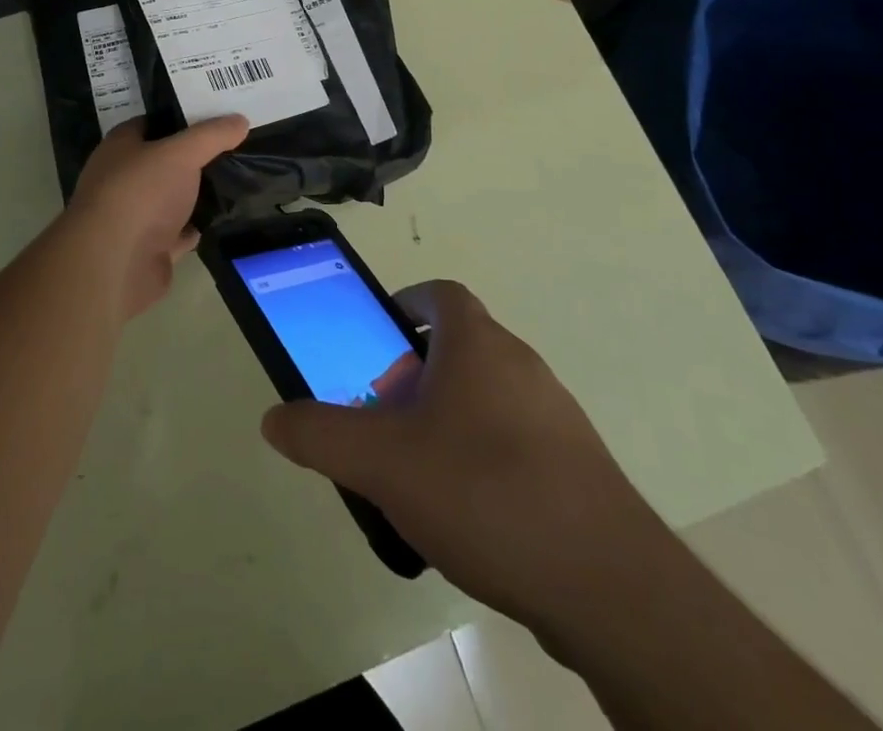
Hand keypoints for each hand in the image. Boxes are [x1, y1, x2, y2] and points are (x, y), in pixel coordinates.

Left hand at [62, 116, 248, 318]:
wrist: (116, 264)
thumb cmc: (141, 194)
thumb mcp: (181, 153)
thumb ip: (211, 135)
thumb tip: (240, 120)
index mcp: (120, 147)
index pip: (152, 122)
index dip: (182, 117)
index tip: (216, 113)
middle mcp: (123, 178)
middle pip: (163, 160)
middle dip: (194, 155)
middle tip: (234, 145)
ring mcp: (134, 215)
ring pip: (172, 197)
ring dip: (197, 193)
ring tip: (235, 178)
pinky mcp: (148, 248)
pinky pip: (178, 231)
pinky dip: (196, 226)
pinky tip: (222, 217)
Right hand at [259, 280, 664, 638]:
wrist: (608, 586)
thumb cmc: (484, 492)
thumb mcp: (382, 463)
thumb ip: (321, 436)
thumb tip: (273, 418)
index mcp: (478, 344)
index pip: (441, 295)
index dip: (406, 306)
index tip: (379, 340)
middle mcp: (521, 365)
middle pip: (460, 348)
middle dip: (416, 373)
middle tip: (385, 418)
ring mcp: (556, 416)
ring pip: (488, 396)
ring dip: (448, 418)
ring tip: (418, 472)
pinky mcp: (578, 468)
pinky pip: (516, 442)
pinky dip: (484, 457)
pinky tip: (467, 515)